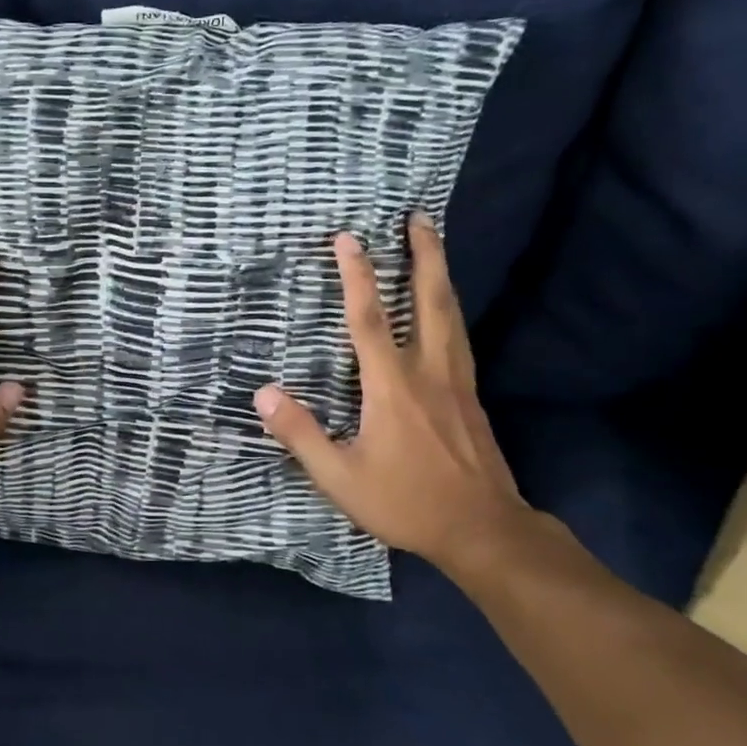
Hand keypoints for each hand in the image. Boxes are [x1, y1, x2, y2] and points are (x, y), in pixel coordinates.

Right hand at [253, 215, 527, 572]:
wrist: (483, 529)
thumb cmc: (405, 501)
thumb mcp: (339, 476)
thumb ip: (300, 434)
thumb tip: (263, 393)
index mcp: (391, 386)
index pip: (369, 320)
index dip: (356, 276)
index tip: (348, 237)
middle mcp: (429, 371)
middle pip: (429, 300)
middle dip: (424, 254)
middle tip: (418, 216)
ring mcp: (457, 381)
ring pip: (451, 314)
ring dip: (440, 274)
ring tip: (433, 245)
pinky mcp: (471, 397)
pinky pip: (459, 336)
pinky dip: (450, 308)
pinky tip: (447, 309)